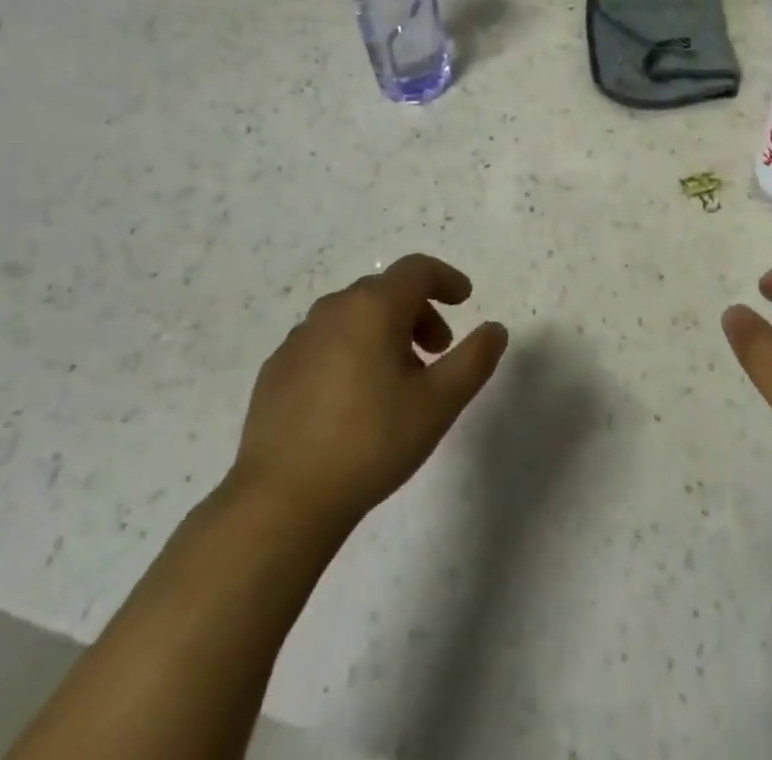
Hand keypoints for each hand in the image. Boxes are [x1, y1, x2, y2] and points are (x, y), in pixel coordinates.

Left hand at [228, 254, 507, 534]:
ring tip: (398, 378)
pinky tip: (353, 398)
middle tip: (437, 351)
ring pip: (354, 316)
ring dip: (384, 331)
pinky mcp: (276, 368)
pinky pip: (325, 342)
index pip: (417, 270)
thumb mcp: (439, 403)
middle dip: (419, 311)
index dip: (446, 279)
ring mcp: (299, 338)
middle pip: (386, 291)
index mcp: (374, 307)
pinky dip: (350, 351)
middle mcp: (334, 309)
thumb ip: (474, 359)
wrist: (282, 499)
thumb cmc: (371, 441)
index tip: (465, 299)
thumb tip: (495, 329)